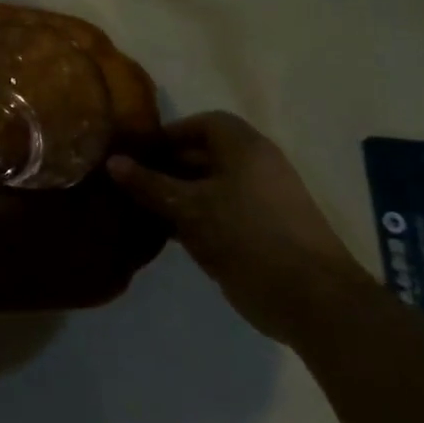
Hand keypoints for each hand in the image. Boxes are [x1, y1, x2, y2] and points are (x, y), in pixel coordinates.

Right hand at [108, 111, 376, 342]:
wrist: (311, 299)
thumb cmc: (246, 236)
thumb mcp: (188, 207)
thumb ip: (148, 183)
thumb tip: (112, 161)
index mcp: (244, 148)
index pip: (203, 124)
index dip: (170, 134)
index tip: (138, 152)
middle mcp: (256, 167)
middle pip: (205, 155)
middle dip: (166, 166)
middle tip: (130, 182)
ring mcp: (261, 201)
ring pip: (209, 187)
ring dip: (176, 195)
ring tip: (138, 207)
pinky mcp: (261, 232)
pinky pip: (218, 213)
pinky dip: (192, 217)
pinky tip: (163, 233)